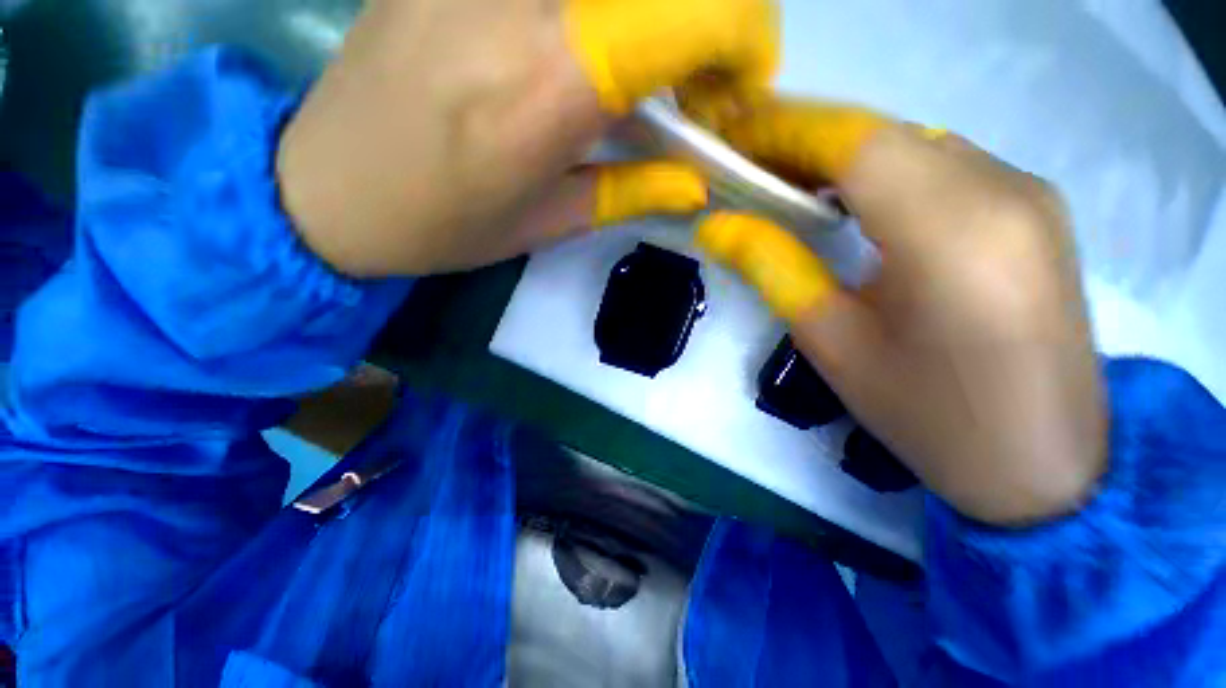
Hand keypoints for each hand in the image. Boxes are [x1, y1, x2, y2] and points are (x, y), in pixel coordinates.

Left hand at [276, 0, 778, 277]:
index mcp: (545, 88)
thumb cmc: (441, 225)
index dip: (743, 31)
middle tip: (697, 78)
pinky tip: (584, 37)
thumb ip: (630, 192)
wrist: (326, 187)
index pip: (686, 15)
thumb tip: (696, 182)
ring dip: (647, 17)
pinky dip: (594, 11)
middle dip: (705, 21)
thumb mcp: (545, 225)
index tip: (745, 78)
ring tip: (642, 69)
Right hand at [693, 97, 1106, 525]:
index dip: (785, 131)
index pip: (855, 142)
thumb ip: (772, 267)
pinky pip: (942, 164)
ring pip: (911, 144)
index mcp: (952, 233)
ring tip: (786, 188)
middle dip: (805, 143)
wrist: (1042, 464)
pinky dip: (883, 172)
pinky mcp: (1036, 207)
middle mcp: (1004, 189)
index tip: (732, 142)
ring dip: (841, 158)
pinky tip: (851, 204)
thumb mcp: (832, 341)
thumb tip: (715, 224)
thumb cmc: (928, 415)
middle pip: (883, 135)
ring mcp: (1030, 192)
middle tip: (748, 172)